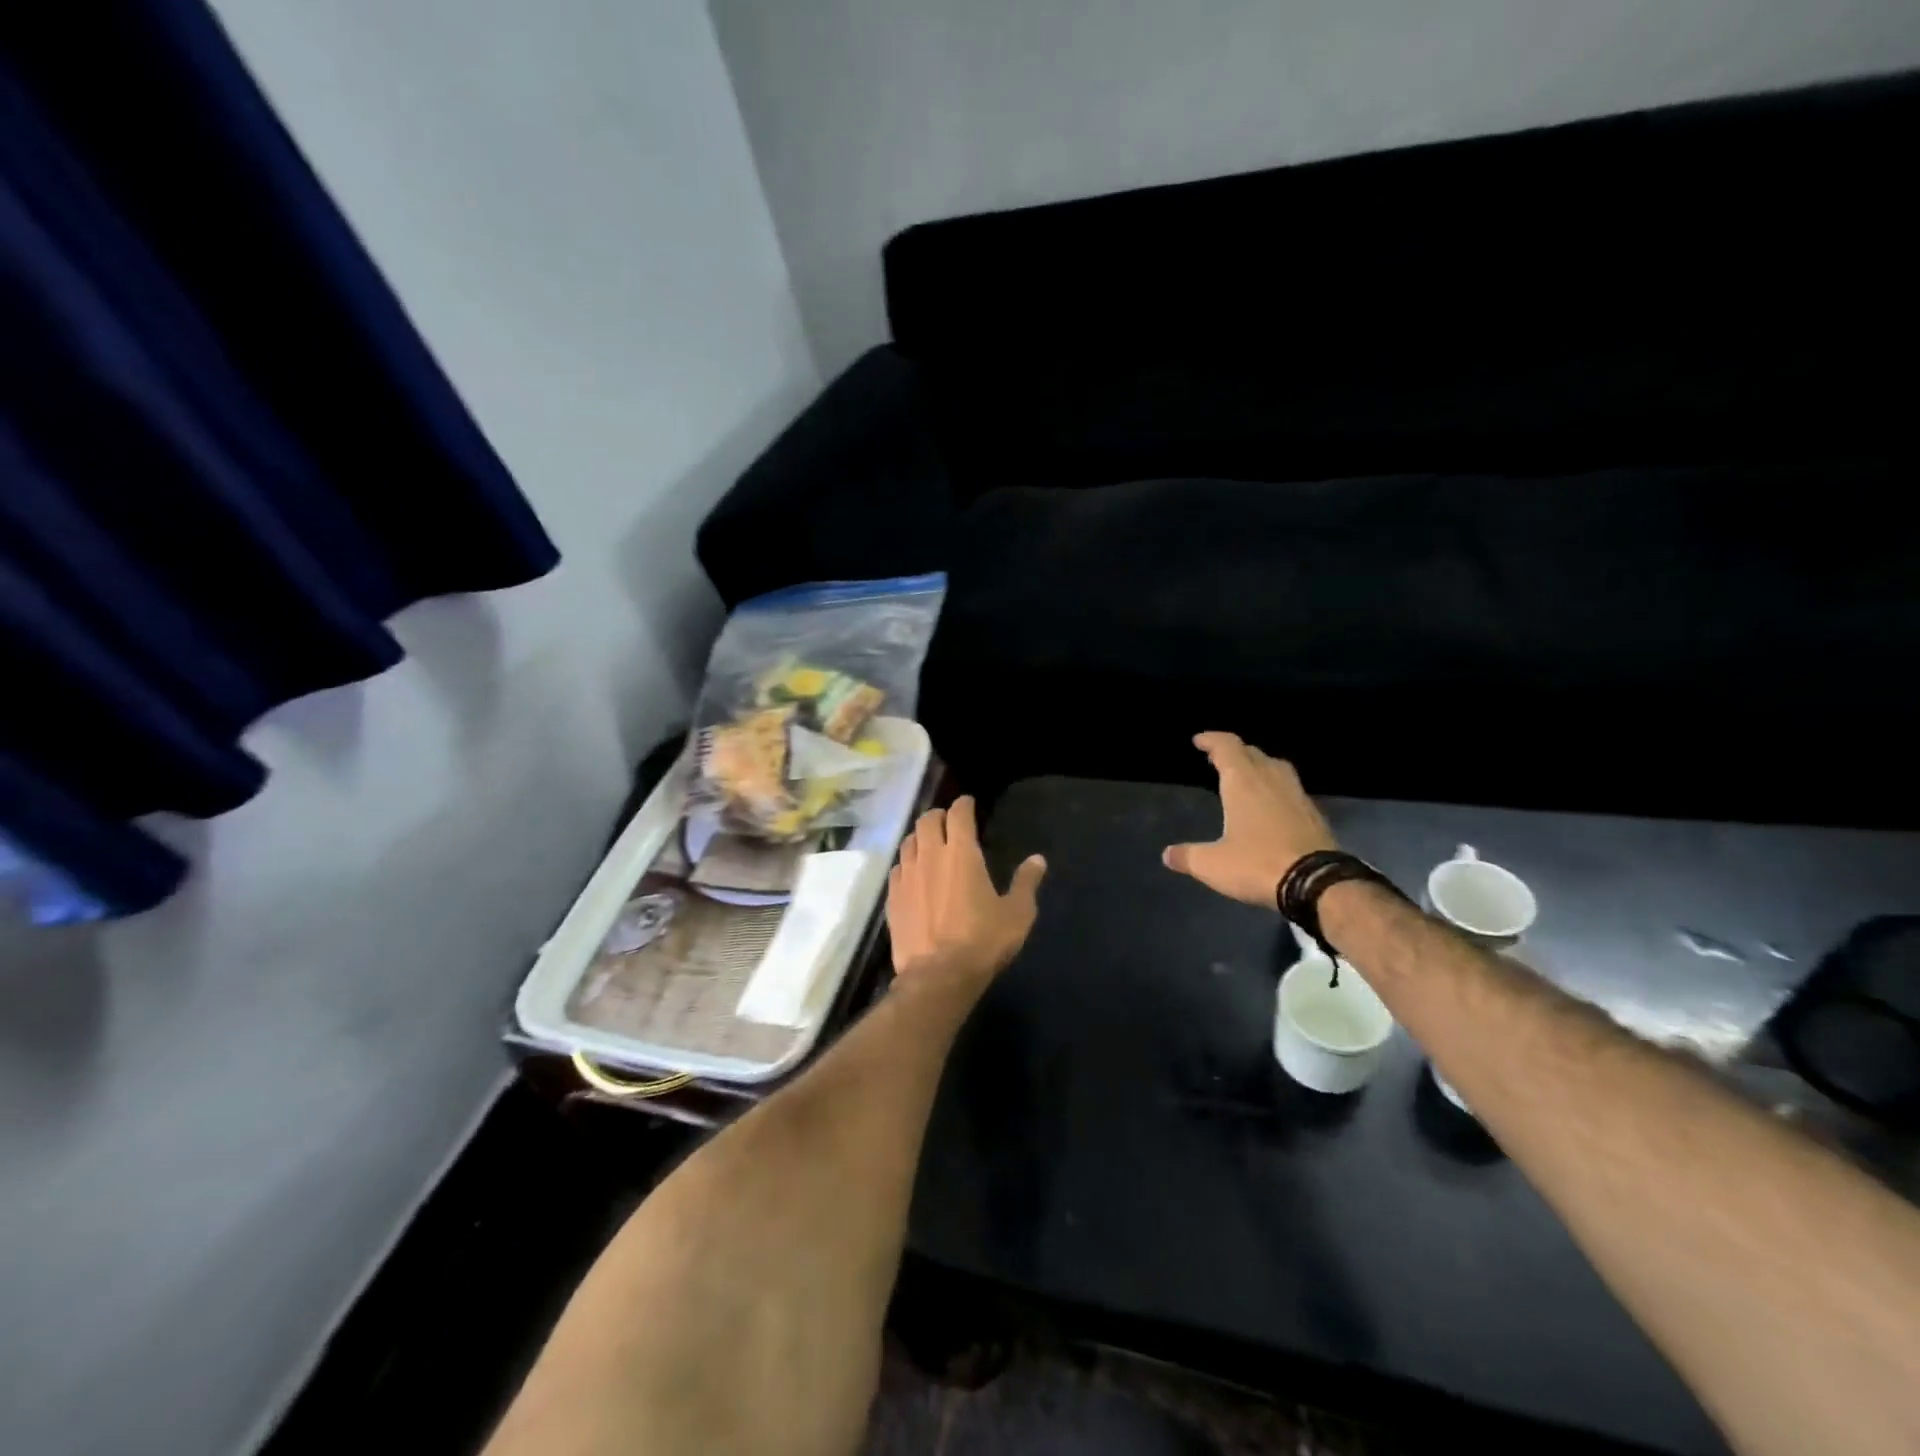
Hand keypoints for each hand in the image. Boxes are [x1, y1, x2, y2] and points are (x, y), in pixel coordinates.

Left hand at [887, 796, 1046, 987]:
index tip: (968, 803)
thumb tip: (1038, 859)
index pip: (959, 814)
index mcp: (961, 853)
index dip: (964, 804)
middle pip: (927, 820)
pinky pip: (897, 868)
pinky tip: (912, 873)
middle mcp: (930, 856)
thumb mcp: (1017, 914)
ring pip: (908, 842)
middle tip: (948, 821)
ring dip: (920, 836)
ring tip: (928, 843)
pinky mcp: (892, 897)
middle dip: (938, 815)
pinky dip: (906, 863)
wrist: (938, 976)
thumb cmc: (982, 942)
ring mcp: (907, 876)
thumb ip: (1026, 882)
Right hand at [1162, 732, 1337, 906]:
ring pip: (1275, 766)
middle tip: (1218, 759)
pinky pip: (1290, 787)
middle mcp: (1270, 779)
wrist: (1317, 883)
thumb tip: (1167, 855)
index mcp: (1243, 782)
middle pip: (1252, 752)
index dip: (1212, 740)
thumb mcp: (1212, 864)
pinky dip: (1275, 787)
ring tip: (1246, 776)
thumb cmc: (1258, 864)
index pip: (1227, 746)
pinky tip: (1271, 804)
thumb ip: (1188, 856)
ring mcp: (1296, 794)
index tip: (1199, 740)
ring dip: (1258, 765)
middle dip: (1234, 752)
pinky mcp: (1313, 813)